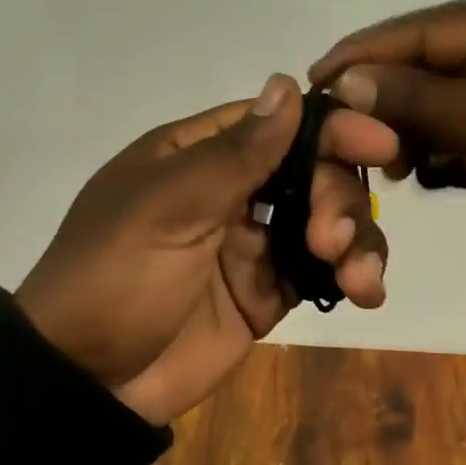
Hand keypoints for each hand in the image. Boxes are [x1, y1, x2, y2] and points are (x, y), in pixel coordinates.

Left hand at [16, 75, 397, 424]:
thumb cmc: (116, 275)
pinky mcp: (266, 293)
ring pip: (326, 220)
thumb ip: (236, 153)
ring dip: (355, 239)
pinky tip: (364, 293)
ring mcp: (250, 243)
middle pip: (312, 170)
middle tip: (331, 239)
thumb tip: (286, 84)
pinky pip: (320, 272)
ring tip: (358, 279)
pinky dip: (350, 276)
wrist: (86, 380)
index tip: (379, 143)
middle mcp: (230, 190)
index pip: (277, 123)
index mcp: (198, 155)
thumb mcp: (167, 205)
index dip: (330, 127)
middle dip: (338, 197)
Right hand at [308, 0, 465, 244]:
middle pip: (426, 60)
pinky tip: (420, 168)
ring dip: (408, 124)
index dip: (365, 53)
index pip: (421, 29)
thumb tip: (344, 81)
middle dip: (386, 97)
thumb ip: (411, 97)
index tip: (315, 79)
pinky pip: (457, 117)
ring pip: (437, 92)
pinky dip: (434, 140)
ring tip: (391, 162)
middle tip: (349, 133)